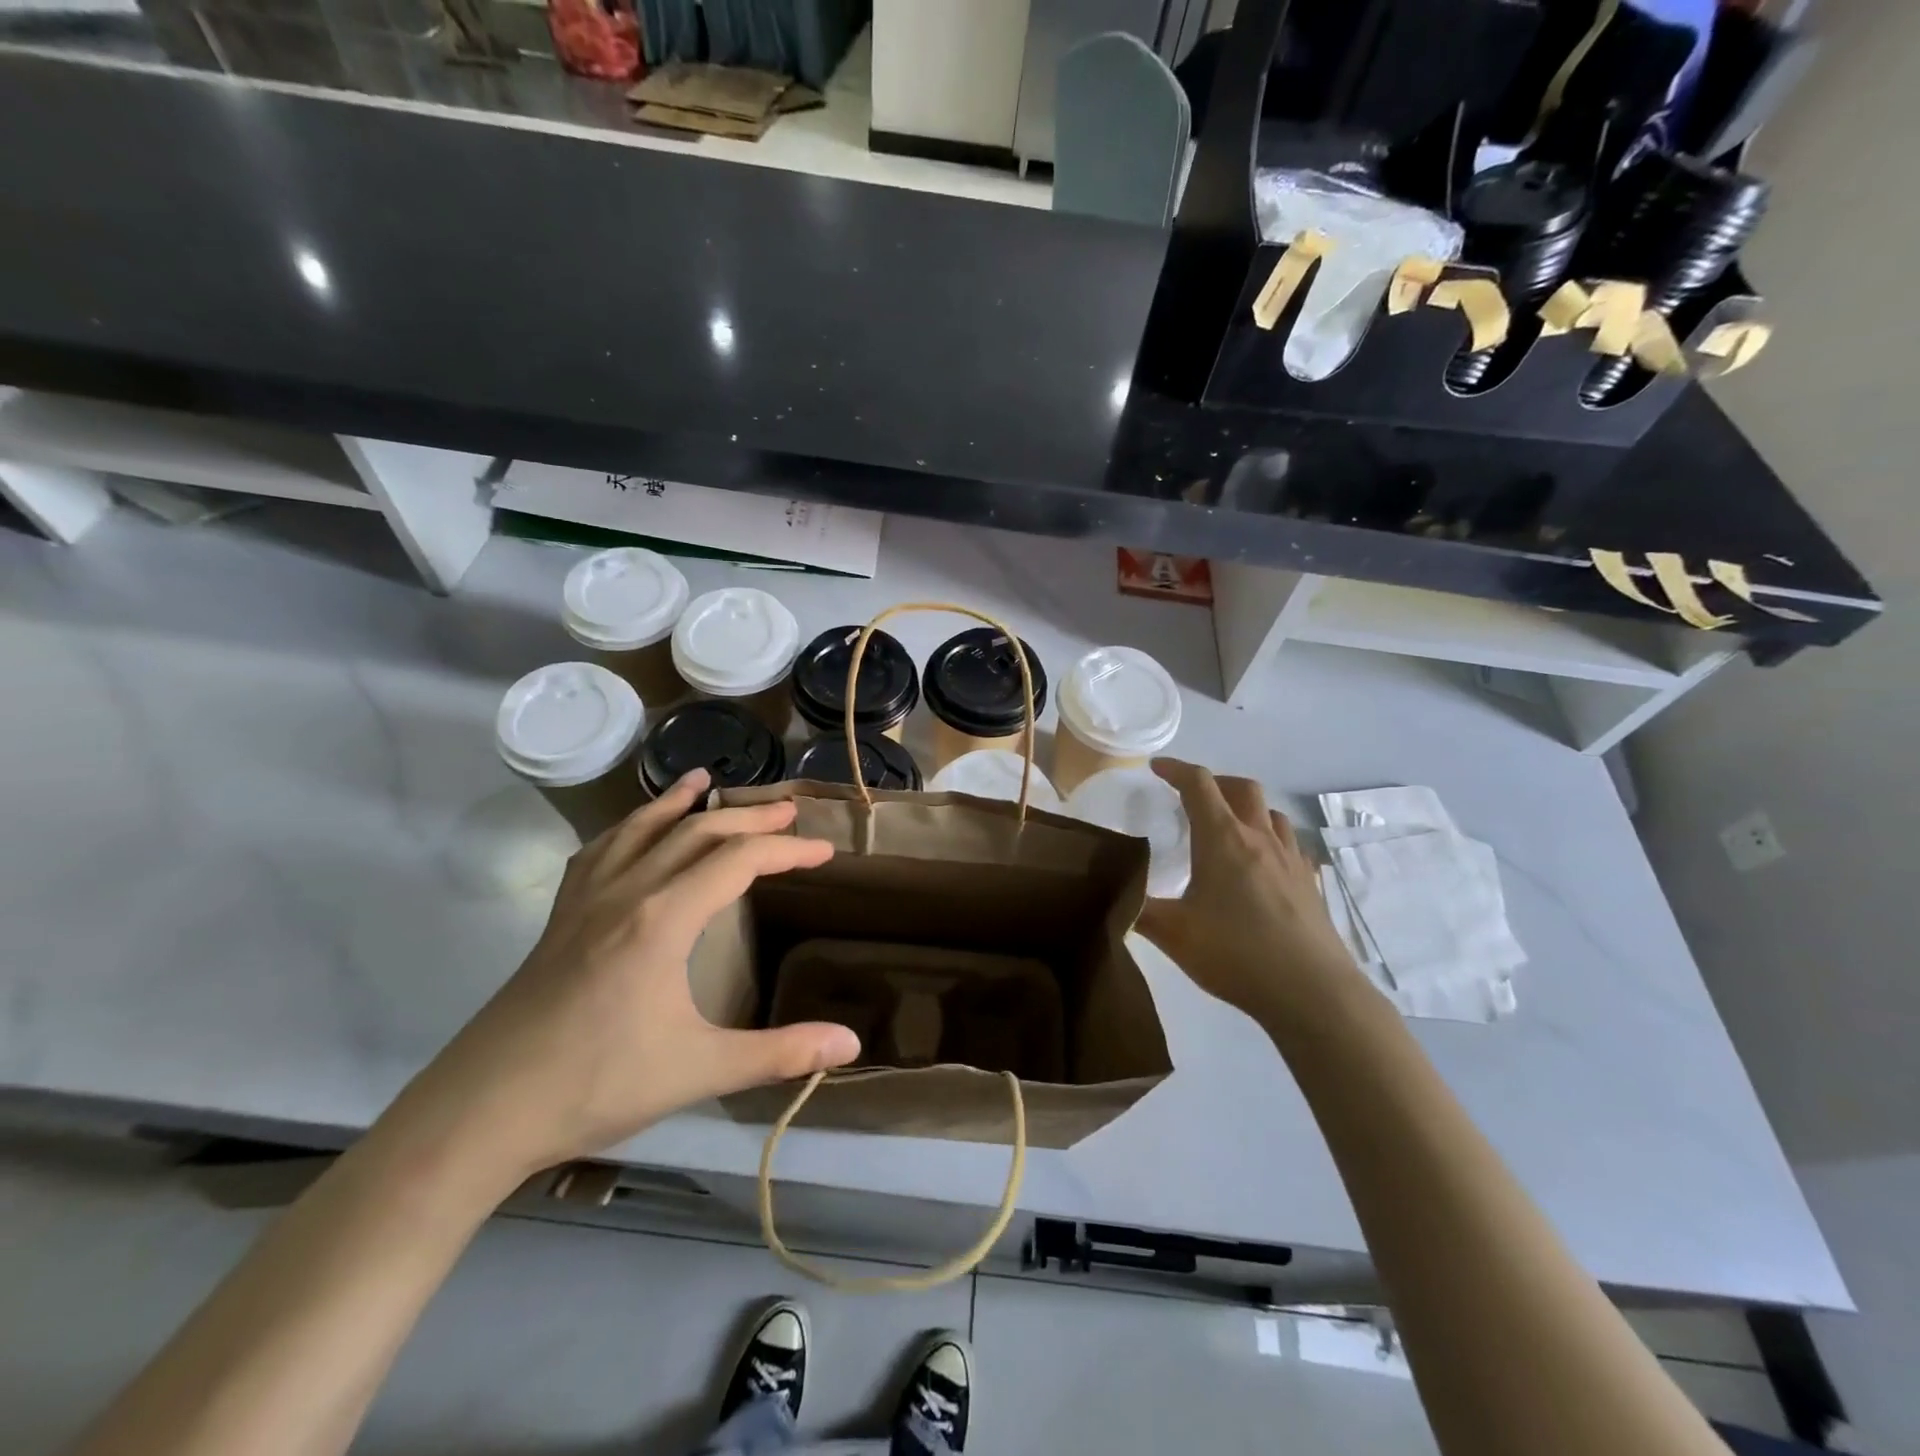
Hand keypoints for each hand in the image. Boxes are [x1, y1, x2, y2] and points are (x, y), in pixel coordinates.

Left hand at [395, 771, 860, 1184]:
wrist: (481, 1112)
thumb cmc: (596, 1085)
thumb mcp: (700, 1070)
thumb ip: (781, 1053)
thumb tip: (852, 1046)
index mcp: (664, 918)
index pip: (739, 860)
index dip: (788, 850)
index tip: (825, 851)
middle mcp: (627, 892)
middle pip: (697, 832)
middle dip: (749, 818)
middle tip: (789, 810)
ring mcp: (586, 901)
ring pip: (642, 830)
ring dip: (680, 803)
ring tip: (706, 781)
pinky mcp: (560, 918)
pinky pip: (600, 852)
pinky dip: (627, 828)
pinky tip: (632, 832)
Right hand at [1137, 759, 1358, 1025]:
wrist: (1312, 991)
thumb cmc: (1236, 953)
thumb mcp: (1173, 934)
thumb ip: (1139, 910)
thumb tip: (1114, 895)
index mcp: (1223, 839)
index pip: (1198, 784)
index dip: (1175, 769)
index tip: (1156, 768)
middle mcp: (1259, 838)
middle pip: (1241, 787)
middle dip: (1214, 782)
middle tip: (1192, 796)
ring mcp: (1290, 859)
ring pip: (1270, 813)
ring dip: (1246, 807)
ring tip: (1228, 827)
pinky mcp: (1310, 882)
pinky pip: (1289, 843)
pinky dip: (1269, 838)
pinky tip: (1261, 864)